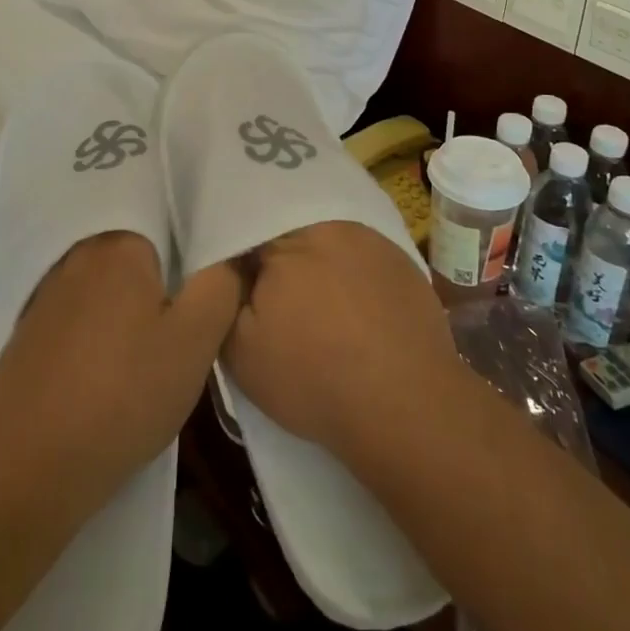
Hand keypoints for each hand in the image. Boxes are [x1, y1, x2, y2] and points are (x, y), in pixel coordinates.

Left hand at [0, 233, 240, 510]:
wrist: (28, 467)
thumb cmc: (123, 395)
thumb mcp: (196, 341)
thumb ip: (221, 284)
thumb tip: (229, 254)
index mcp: (120, 243)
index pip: (171, 230)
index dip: (191, 264)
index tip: (200, 302)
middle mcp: (78, 253)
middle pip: (137, 259)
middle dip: (159, 289)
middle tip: (176, 335)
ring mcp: (46, 291)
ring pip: (106, 289)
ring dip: (126, 312)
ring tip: (142, 359)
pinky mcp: (27, 330)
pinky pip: (78, 316)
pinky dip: (95, 335)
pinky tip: (103, 374)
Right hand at [221, 221, 470, 462]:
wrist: (406, 407)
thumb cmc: (313, 377)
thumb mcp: (240, 348)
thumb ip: (224, 296)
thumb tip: (228, 268)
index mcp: (285, 236)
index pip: (247, 224)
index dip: (238, 252)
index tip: (235, 277)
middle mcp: (330, 223)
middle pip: (289, 225)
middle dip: (277, 251)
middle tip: (272, 289)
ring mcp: (372, 239)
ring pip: (327, 237)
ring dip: (316, 259)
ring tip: (315, 299)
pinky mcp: (402, 261)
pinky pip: (362, 254)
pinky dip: (351, 272)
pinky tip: (352, 306)